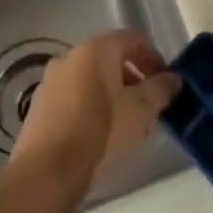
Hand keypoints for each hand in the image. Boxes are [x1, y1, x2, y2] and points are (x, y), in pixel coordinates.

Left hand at [10, 29, 180, 201]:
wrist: (45, 174)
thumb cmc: (99, 133)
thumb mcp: (140, 111)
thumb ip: (160, 89)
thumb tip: (173, 79)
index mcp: (95, 50)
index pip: (132, 39)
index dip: (153, 56)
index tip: (165, 81)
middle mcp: (70, 56)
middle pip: (110, 58)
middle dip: (133, 78)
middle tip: (149, 105)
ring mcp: (51, 81)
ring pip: (91, 79)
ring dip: (113, 93)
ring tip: (127, 124)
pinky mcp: (39, 107)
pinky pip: (74, 97)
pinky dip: (91, 106)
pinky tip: (100, 134)